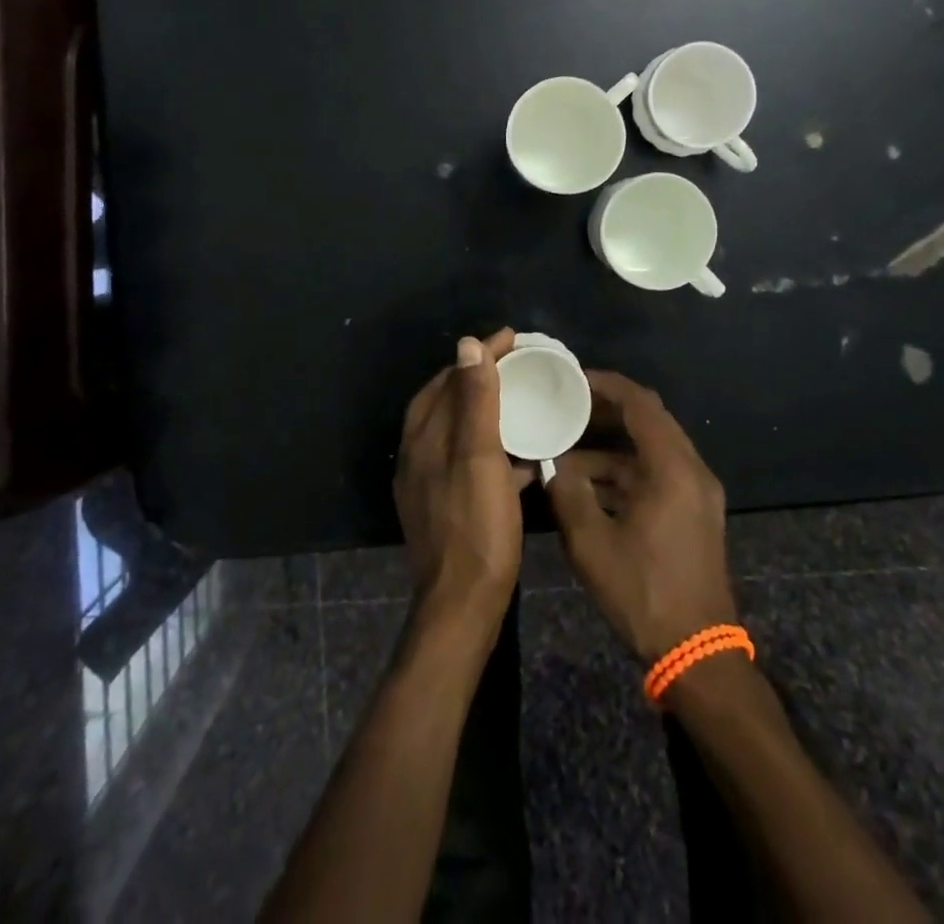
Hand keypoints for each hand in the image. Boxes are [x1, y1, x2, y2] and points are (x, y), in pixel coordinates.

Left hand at [395, 329, 529, 651]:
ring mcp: (430, 482)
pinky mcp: (446, 505)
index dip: (480, 355)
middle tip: (518, 363)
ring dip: (487, 410)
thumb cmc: (476, 526)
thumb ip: (475, 400)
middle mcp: (420, 454)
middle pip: (448, 400)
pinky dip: (492, 447)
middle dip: (480, 377)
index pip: (449, 378)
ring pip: (459, 430)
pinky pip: (469, 460)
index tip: (513, 338)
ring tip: (522, 400)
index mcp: (424, 437)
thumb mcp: (479, 457)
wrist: (463, 605)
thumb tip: (467, 344)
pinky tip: (523, 456)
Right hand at [546, 371, 739, 662]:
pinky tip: (587, 484)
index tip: (570, 378)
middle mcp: (691, 470)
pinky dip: (623, 470)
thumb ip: (568, 494)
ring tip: (565, 446)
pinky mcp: (693, 512)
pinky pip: (656, 473)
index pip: (640, 403)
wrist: (699, 654)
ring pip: (650, 449)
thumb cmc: (644, 594)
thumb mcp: (592, 543)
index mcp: (673, 468)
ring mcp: (696, 492)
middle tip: (564, 406)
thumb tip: (550, 465)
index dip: (604, 385)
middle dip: (605, 410)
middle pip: (648, 420)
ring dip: (611, 445)